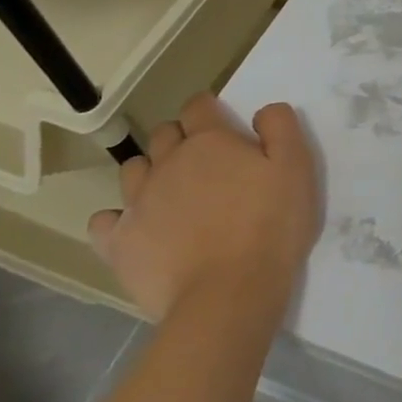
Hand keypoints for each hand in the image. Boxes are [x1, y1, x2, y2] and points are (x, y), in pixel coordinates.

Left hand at [88, 94, 319, 322]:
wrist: (228, 295)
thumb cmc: (270, 226)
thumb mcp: (297, 167)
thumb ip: (281, 127)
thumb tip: (262, 111)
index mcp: (209, 141)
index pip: (198, 106)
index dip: (208, 108)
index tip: (221, 122)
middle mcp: (168, 163)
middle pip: (163, 134)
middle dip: (179, 138)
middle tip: (203, 161)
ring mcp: (138, 203)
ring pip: (132, 169)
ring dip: (149, 171)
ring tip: (171, 192)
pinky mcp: (119, 243)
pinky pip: (104, 221)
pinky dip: (117, 219)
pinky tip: (136, 228)